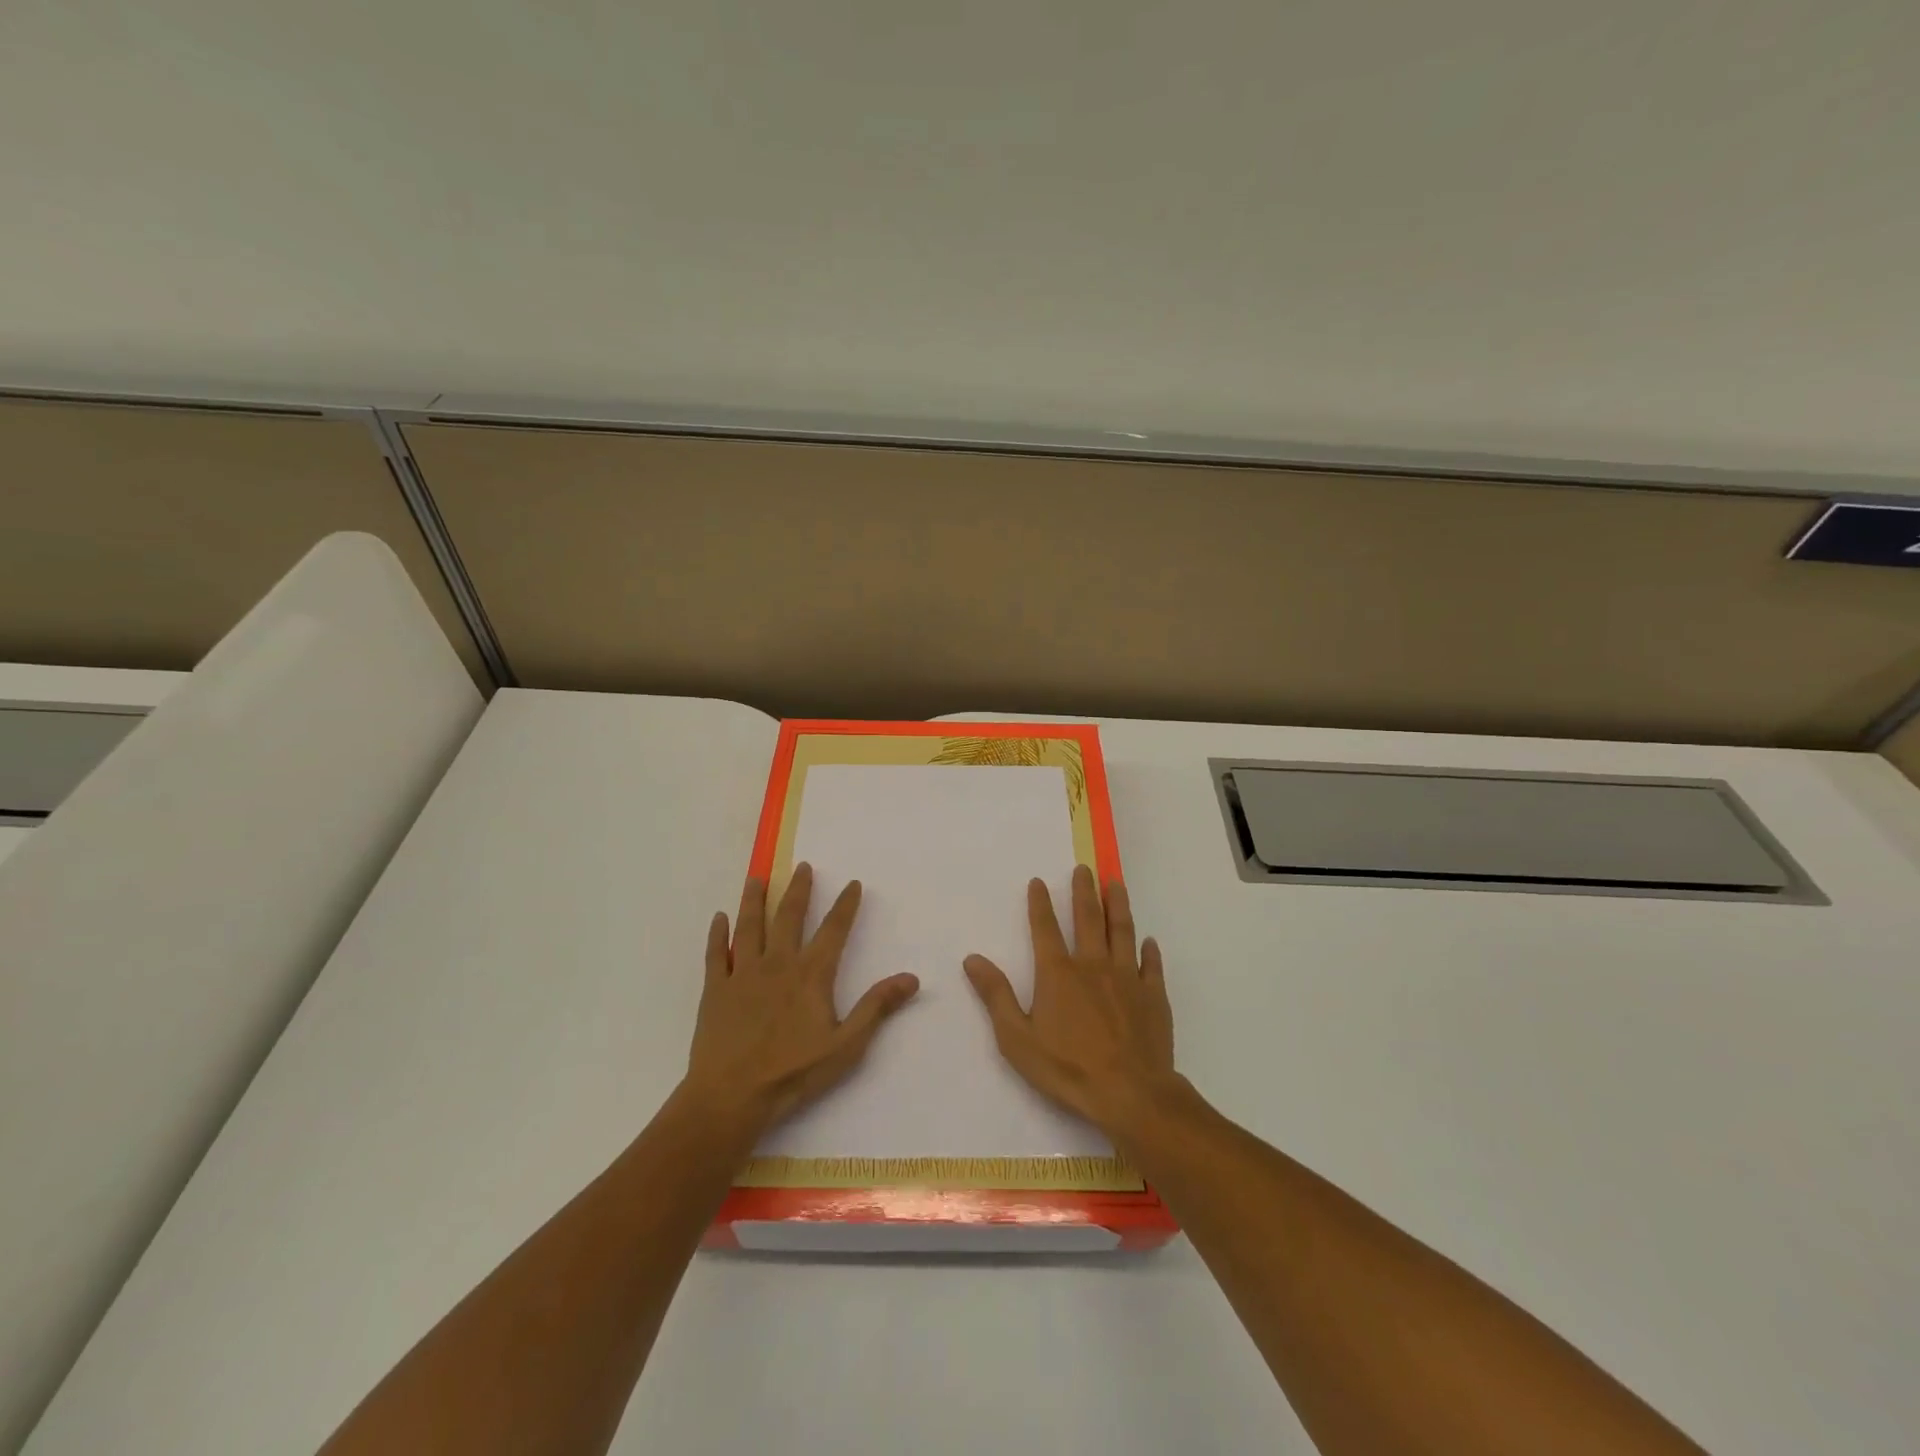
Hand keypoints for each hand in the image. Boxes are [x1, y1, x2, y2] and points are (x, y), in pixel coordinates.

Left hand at [683, 863, 919, 1134]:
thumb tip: (911, 977)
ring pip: (749, 926)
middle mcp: (777, 963)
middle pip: (789, 917)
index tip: (852, 883)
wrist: (731, 1096)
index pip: (834, 930)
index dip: (845, 905)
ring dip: (754, 900)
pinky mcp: (715, 990)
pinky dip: (716, 934)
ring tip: (757, 877)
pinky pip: (715, 954)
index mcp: (811, 975)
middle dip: (799, 890)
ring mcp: (742, 974)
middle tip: (803, 866)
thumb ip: (877, 1008)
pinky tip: (718, 918)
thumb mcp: (846, 1045)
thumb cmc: (793, 1073)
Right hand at [963, 864, 1177, 1137]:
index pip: (1045, 928)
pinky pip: (1151, 965)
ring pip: (1122, 931)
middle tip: (1085, 868)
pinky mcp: (1153, 996)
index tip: (1039, 881)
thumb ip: (996, 995)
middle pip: (1088, 919)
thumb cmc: (1067, 1068)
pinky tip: (1149, 941)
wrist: (1130, 1093)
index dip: (1040, 903)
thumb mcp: (1017, 1038)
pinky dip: (1149, 951)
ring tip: (1116, 884)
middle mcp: (1093, 966)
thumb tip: (972, 958)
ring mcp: (1127, 978)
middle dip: (1084, 891)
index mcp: (1058, 973)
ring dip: (1118, 905)